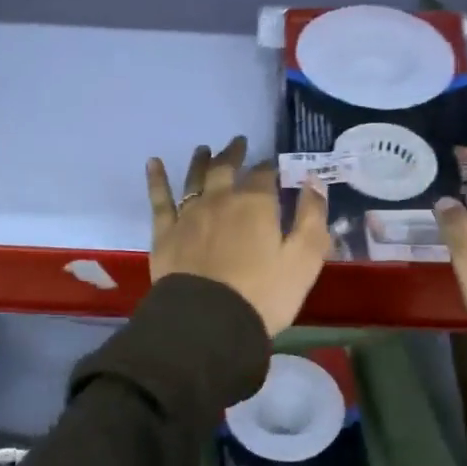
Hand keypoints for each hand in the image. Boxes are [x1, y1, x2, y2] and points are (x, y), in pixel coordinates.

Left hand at [146, 138, 331, 337]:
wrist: (209, 322)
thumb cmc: (263, 294)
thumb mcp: (304, 260)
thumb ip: (312, 217)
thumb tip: (313, 180)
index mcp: (256, 204)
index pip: (265, 175)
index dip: (270, 167)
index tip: (273, 165)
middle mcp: (220, 200)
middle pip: (226, 168)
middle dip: (234, 154)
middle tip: (238, 143)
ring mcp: (189, 214)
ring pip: (195, 178)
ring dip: (201, 161)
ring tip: (204, 149)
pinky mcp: (165, 233)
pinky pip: (160, 199)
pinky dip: (156, 179)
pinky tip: (153, 163)